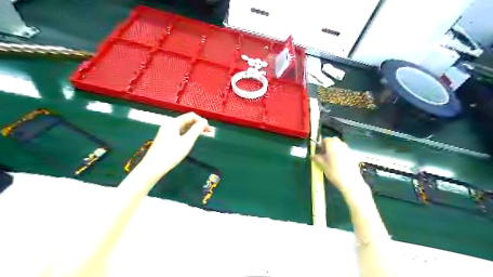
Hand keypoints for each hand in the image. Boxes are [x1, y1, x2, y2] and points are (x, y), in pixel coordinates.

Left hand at [142, 112, 212, 174]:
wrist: (153, 168)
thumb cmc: (171, 154)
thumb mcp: (187, 141)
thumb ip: (196, 130)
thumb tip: (204, 122)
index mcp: (173, 123)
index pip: (191, 116)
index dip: (201, 120)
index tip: (209, 129)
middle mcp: (169, 124)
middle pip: (187, 120)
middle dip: (198, 124)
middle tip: (208, 132)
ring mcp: (167, 132)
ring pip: (184, 127)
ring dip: (194, 129)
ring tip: (202, 135)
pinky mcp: (166, 139)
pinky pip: (180, 133)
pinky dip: (188, 134)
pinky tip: (191, 140)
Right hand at [309, 137, 367, 195]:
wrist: (350, 181)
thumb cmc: (333, 171)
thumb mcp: (322, 165)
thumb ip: (316, 158)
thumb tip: (311, 155)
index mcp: (332, 145)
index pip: (325, 139)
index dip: (321, 144)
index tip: (319, 151)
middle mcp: (340, 145)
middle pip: (334, 140)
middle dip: (329, 144)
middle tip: (325, 153)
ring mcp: (348, 149)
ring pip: (340, 144)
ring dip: (335, 148)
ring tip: (331, 158)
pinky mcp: (352, 155)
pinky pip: (345, 150)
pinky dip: (341, 152)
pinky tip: (339, 162)